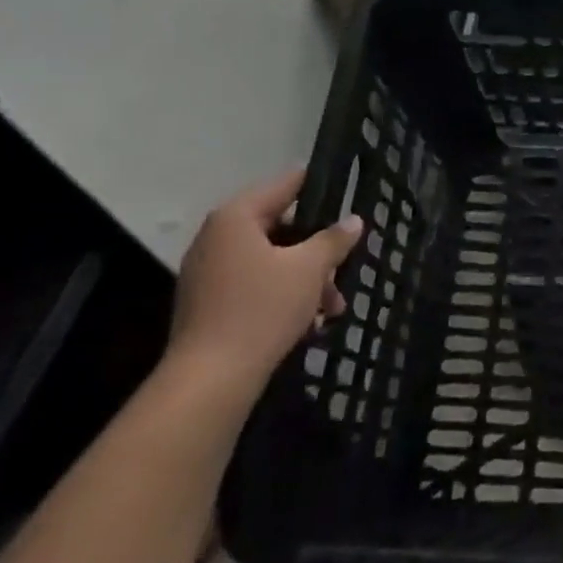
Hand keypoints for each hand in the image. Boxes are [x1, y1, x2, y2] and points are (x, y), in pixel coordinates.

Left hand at [169, 169, 362, 401]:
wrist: (210, 378)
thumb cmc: (262, 309)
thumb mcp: (310, 269)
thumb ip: (334, 240)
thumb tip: (354, 220)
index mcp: (236, 217)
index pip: (286, 184)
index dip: (320, 187)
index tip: (348, 193)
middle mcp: (217, 237)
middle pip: (281, 228)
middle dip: (318, 251)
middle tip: (345, 270)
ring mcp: (209, 271)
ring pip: (271, 261)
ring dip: (306, 279)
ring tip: (333, 308)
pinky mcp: (209, 303)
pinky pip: (255, 284)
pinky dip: (283, 295)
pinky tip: (309, 322)